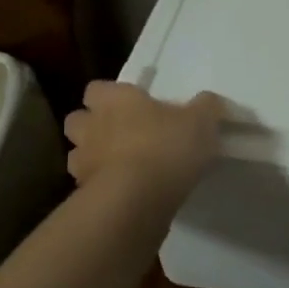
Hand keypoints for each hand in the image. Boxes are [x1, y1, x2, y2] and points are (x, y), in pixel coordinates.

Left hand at [63, 82, 224, 200]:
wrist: (137, 199)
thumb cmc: (166, 147)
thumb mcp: (201, 121)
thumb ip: (206, 107)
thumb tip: (210, 101)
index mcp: (115, 100)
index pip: (98, 88)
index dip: (112, 96)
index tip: (133, 105)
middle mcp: (92, 126)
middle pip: (78, 119)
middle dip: (94, 125)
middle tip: (122, 134)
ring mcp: (83, 162)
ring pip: (78, 153)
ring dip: (94, 157)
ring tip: (121, 166)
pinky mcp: (84, 194)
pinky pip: (88, 184)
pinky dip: (101, 186)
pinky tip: (125, 192)